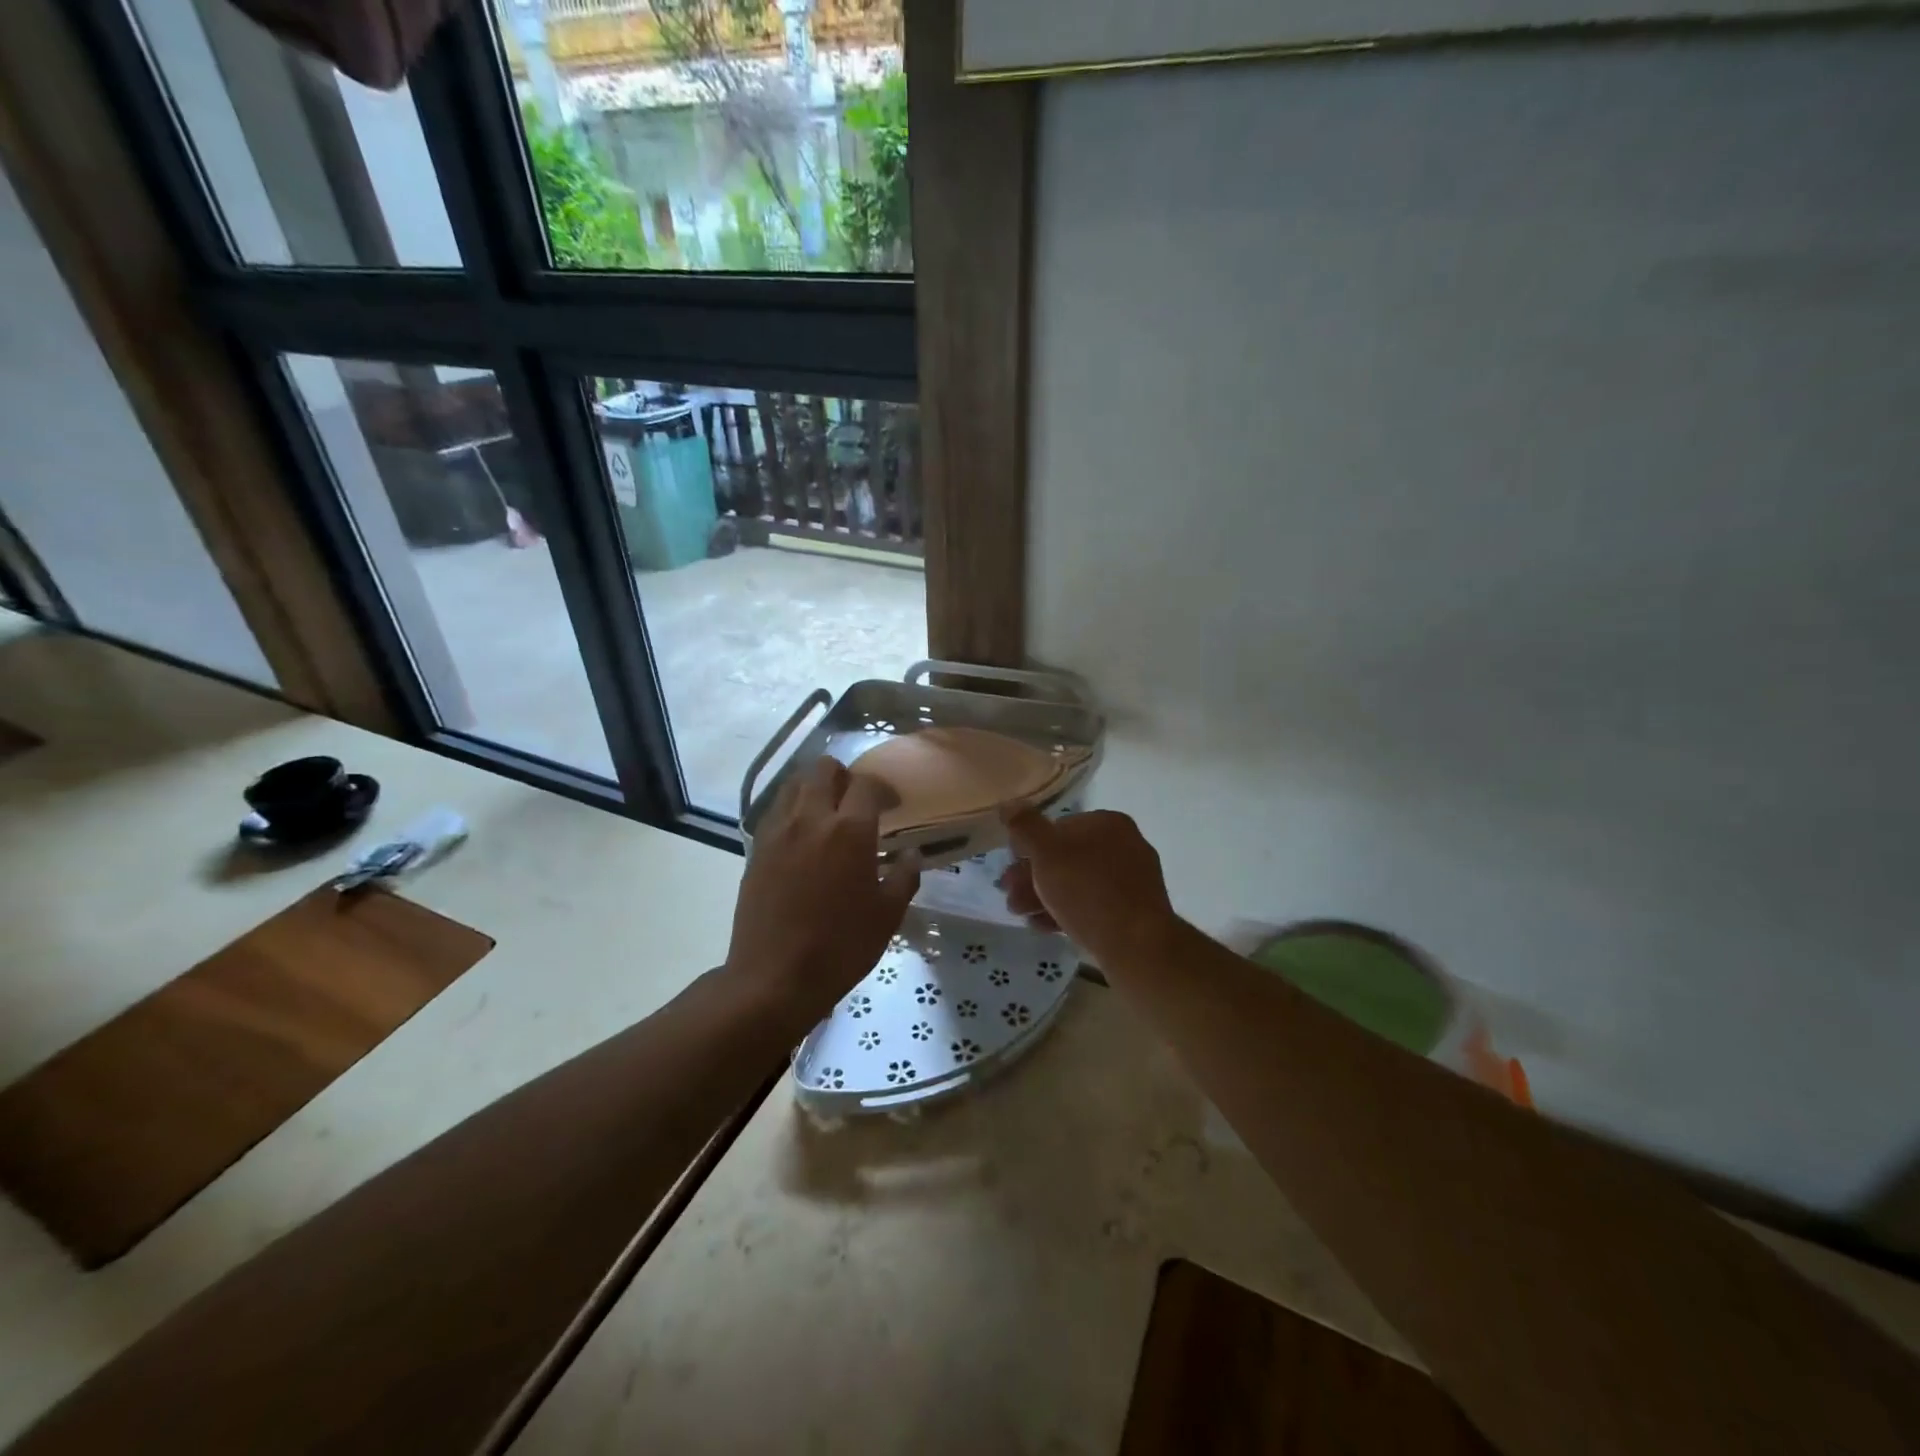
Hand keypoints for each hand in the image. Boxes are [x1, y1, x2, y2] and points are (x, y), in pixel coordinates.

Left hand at [726, 757, 918, 1023]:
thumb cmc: (840, 947)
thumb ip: (904, 877)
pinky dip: (792, 810)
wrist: (774, 978)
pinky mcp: (756, 849)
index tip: (892, 804)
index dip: (883, 789)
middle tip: (857, 801)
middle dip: (844, 776)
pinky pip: (776, 811)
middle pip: (823, 770)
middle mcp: (810, 819)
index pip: (867, 785)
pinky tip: (802, 835)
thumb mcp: (887, 916)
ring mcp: (777, 831)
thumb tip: (912, 854)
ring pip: (794, 784)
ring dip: (814, 788)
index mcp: (849, 831)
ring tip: (827, 813)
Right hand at [998, 809, 1181, 971]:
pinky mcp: (1133, 912)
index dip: (1029, 846)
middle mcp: (1125, 846)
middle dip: (1032, 876)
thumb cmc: (1088, 890)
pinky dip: (1066, 911)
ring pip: (1077, 883)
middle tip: (1009, 894)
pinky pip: (1093, 905)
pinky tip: (1043, 926)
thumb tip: (1009, 803)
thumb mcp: (1046, 852)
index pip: (1059, 826)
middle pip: (1066, 857)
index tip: (1009, 865)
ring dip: (1044, 896)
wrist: (1136, 945)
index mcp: (1108, 823)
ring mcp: (1131, 880)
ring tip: (1020, 913)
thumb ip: (1025, 826)